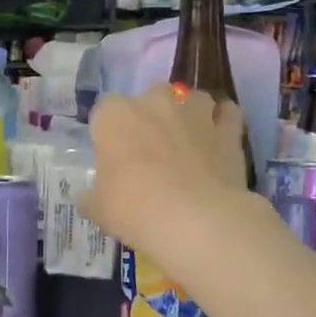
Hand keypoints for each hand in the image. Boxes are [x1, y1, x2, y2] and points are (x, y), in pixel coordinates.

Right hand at [80, 86, 250, 271]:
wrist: (196, 220)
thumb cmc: (135, 209)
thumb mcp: (98, 209)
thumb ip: (92, 197)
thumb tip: (87, 198)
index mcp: (114, 116)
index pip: (105, 109)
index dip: (109, 131)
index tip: (112, 155)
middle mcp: (154, 103)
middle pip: (150, 95)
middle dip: (150, 115)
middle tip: (150, 149)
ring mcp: (195, 112)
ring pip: (191, 98)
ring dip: (188, 113)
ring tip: (187, 140)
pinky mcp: (228, 129)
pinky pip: (226, 114)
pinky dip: (223, 121)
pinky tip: (219, 138)